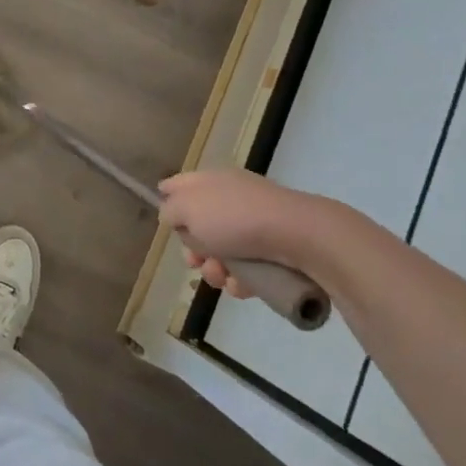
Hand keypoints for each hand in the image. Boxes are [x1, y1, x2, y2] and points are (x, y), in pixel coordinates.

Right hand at [157, 169, 336, 295]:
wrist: (299, 235)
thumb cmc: (234, 217)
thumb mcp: (186, 209)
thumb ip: (169, 211)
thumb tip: (172, 217)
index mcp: (209, 181)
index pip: (178, 185)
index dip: (168, 203)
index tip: (167, 225)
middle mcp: (230, 198)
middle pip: (198, 226)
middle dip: (193, 249)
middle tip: (195, 261)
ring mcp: (254, 223)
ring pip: (221, 251)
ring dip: (215, 270)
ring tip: (223, 277)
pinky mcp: (274, 249)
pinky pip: (247, 267)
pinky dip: (241, 279)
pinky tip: (243, 285)